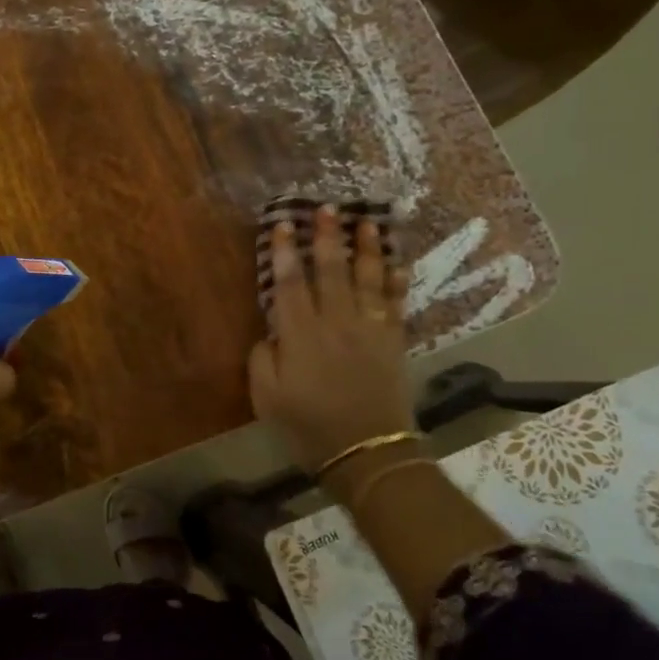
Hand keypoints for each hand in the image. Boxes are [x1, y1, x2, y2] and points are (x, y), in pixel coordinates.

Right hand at [248, 208, 411, 473]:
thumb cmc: (308, 426)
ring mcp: (368, 329)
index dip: (285, 252)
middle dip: (327, 237)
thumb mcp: (266, 397)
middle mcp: (335, 322)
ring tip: (366, 222)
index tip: (282, 225)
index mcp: (299, 334)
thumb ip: (262, 358)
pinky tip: (396, 263)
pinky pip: (395, 304)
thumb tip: (270, 332)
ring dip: (366, 248)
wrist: (366, 451)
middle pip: (331, 270)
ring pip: (367, 279)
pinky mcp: (393, 341)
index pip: (290, 283)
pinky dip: (396, 282)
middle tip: (327, 208)